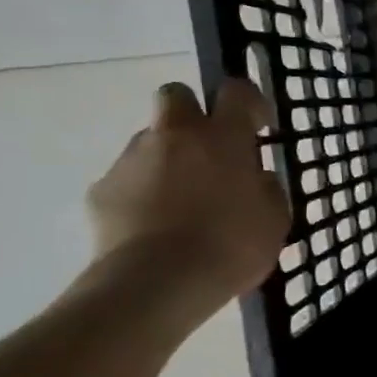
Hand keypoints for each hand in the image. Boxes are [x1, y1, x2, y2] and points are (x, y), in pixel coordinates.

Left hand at [86, 78, 290, 308]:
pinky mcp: (101, 190)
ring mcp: (133, 160)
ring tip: (181, 201)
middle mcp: (176, 136)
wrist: (157, 284)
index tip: (257, 125)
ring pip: (149, 140)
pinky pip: (127, 179)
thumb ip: (266, 189)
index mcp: (223, 138)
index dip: (249, 102)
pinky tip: (154, 226)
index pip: (237, 92)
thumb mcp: (274, 219)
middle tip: (208, 149)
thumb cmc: (230, 247)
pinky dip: (141, 193)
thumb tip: (254, 178)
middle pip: (176, 95)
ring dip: (167, 158)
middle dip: (192, 112)